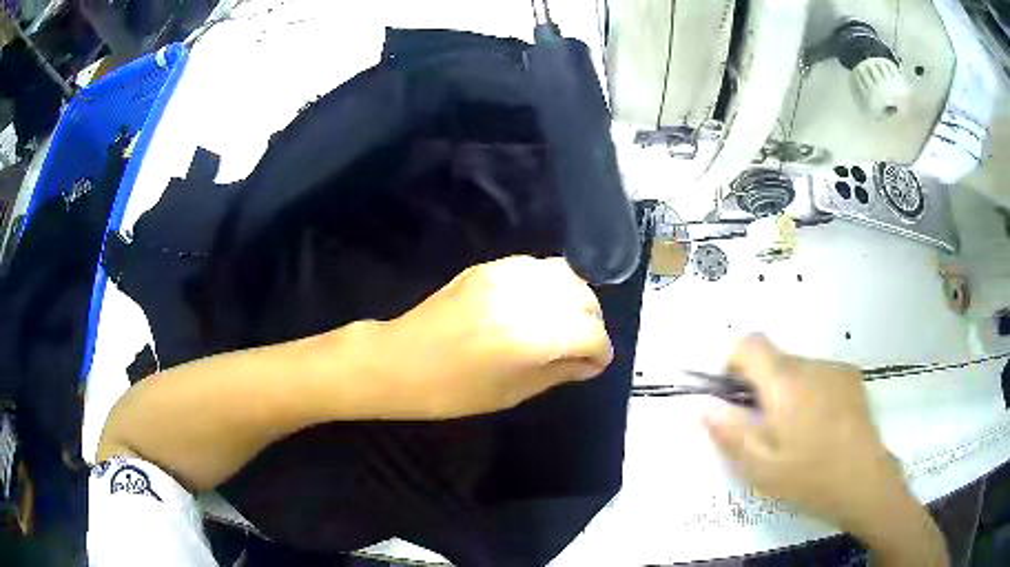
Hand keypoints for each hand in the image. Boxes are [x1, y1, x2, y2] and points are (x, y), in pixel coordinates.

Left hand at [377, 256, 612, 418]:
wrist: (400, 361)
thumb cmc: (453, 390)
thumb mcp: (512, 392)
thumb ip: (558, 372)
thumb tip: (590, 363)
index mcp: (531, 337)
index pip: (590, 332)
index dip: (600, 351)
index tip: (595, 363)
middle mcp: (524, 297)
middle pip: (584, 296)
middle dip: (592, 322)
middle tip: (582, 345)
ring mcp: (504, 274)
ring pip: (565, 273)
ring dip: (575, 298)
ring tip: (564, 322)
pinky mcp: (488, 266)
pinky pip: (536, 266)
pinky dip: (549, 284)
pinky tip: (538, 305)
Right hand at [702, 336, 947, 565]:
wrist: (865, 482)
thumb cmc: (808, 477)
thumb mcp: (760, 466)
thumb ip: (730, 432)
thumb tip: (704, 405)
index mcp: (784, 382)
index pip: (749, 343)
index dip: (732, 362)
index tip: (731, 397)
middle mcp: (810, 364)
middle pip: (774, 359)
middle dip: (760, 386)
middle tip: (764, 429)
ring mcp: (835, 369)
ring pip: (797, 369)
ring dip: (787, 392)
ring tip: (795, 433)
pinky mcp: (852, 378)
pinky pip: (820, 376)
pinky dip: (810, 393)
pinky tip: (820, 428)